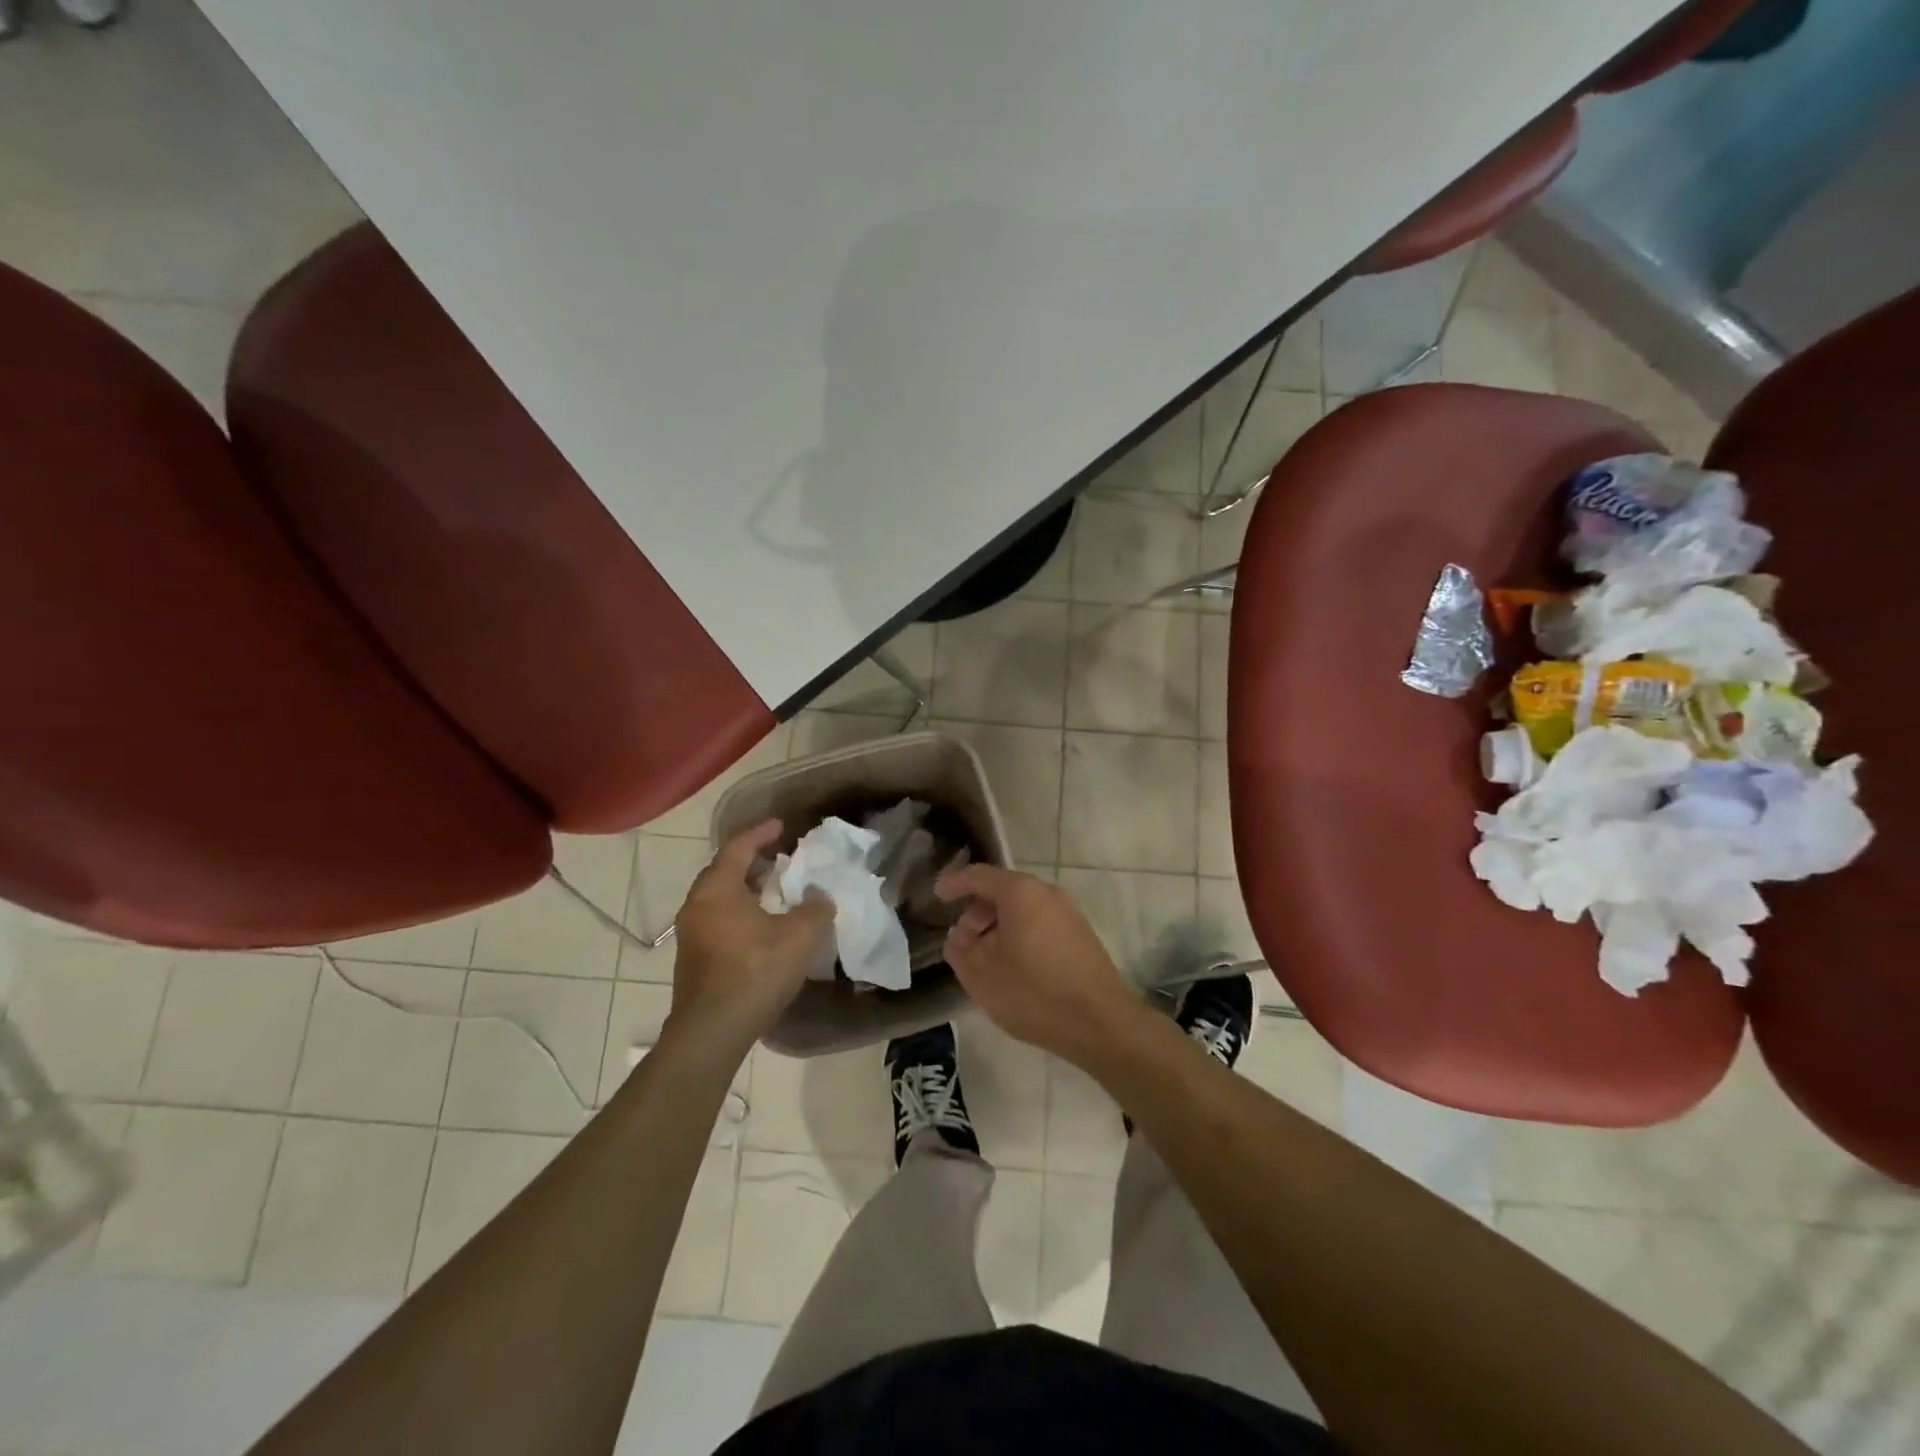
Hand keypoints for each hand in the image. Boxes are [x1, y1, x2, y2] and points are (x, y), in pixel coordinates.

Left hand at [669, 820, 832, 1049]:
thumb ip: (816, 908)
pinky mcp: (693, 961)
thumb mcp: (800, 935)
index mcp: (717, 890)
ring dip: (746, 891)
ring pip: (719, 899)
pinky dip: (739, 913)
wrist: (712, 1032)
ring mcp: (690, 935)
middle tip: (778, 858)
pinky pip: (718, 921)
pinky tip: (761, 928)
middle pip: (723, 872)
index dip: (760, 833)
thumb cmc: (755, 971)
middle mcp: (696, 906)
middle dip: (751, 862)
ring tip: (774, 893)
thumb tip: (819, 897)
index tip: (780, 825)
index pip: (737, 848)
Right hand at [935, 864, 1140, 1062]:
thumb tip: (959, 935)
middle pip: (1002, 891)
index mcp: (1020, 893)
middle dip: (977, 912)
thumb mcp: (981, 975)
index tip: (937, 896)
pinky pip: (1040, 923)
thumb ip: (960, 949)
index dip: (954, 883)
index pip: (979, 875)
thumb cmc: (1034, 993)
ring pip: (1023, 909)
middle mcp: (1047, 892)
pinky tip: (1014, 968)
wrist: (1100, 1023)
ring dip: (998, 927)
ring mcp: (1069, 912)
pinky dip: (1020, 935)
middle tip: (962, 942)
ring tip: (986, 960)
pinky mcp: (1081, 935)